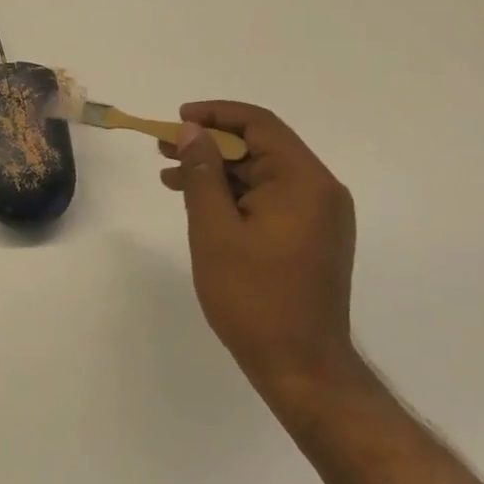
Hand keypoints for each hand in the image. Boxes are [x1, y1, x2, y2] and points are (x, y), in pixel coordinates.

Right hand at [160, 102, 361, 399]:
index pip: (259, 125)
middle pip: (261, 147)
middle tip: (163, 147)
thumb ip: (202, 172)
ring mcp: (319, 216)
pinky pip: (270, 199)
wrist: (302, 369)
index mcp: (304, 180)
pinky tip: (200, 204)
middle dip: (210, 144)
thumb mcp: (215, 229)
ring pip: (262, 175)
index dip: (215, 114)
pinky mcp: (311, 237)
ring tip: (170, 176)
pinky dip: (234, 195)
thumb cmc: (254, 297)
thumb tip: (191, 131)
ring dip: (218, 171)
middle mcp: (319, 190)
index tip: (178, 118)